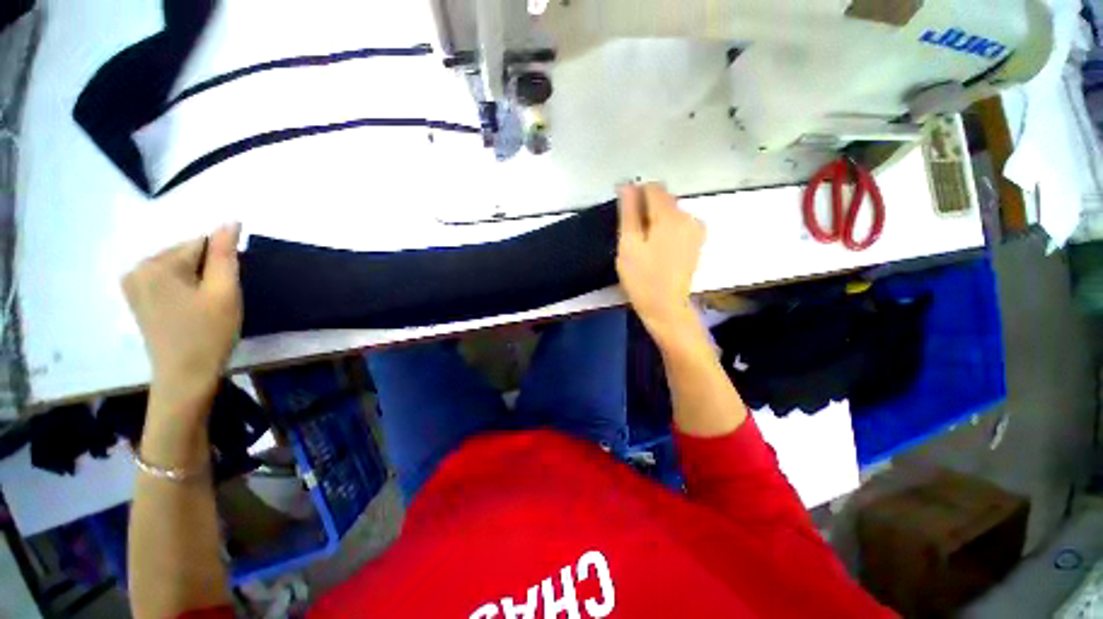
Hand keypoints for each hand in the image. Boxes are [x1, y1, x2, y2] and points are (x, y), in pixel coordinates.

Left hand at [123, 224, 241, 410]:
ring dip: (198, 281)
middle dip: (207, 272)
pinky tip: (190, 310)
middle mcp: (137, 268)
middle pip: (187, 255)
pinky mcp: (136, 298)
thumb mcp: (224, 291)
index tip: (224, 291)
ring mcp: (132, 284)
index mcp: (155, 264)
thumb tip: (230, 221)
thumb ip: (225, 254)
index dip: (221, 265)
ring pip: (179, 268)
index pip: (200, 244)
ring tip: (204, 308)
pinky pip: (168, 280)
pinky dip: (185, 289)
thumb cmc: (208, 333)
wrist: (185, 376)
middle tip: (216, 302)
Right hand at [616, 183, 704, 339]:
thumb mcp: (629, 244)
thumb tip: (627, 186)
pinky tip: (658, 249)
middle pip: (664, 199)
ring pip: (671, 212)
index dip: (636, 195)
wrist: (666, 307)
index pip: (653, 188)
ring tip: (644, 245)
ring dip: (655, 220)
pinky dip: (666, 229)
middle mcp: (689, 217)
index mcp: (671, 216)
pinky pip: (678, 224)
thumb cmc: (642, 278)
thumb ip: (628, 212)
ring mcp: (696, 229)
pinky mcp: (697, 241)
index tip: (624, 213)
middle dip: (646, 210)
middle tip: (632, 237)